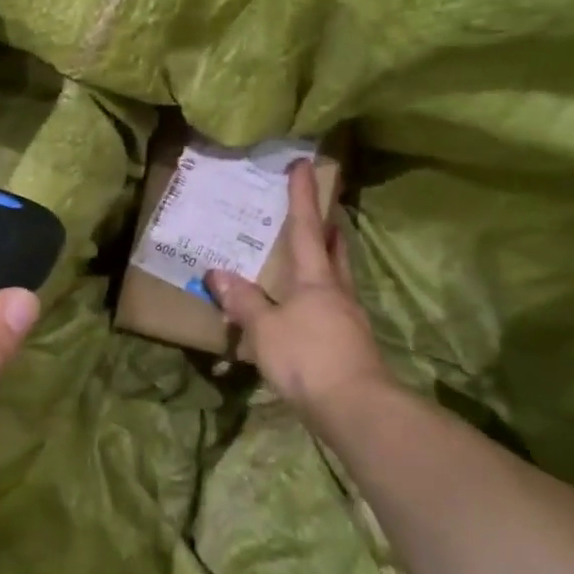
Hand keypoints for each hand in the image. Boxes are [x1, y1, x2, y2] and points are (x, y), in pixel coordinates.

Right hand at [205, 159, 394, 418]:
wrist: (356, 407)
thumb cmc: (307, 357)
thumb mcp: (264, 329)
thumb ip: (243, 301)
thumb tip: (217, 273)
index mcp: (315, 279)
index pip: (306, 229)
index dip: (302, 197)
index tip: (304, 165)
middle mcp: (337, 292)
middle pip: (334, 250)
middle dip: (326, 228)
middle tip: (320, 211)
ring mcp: (348, 318)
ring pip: (338, 277)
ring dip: (328, 260)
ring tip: (314, 254)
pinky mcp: (351, 344)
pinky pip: (333, 307)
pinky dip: (321, 295)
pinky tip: (308, 308)